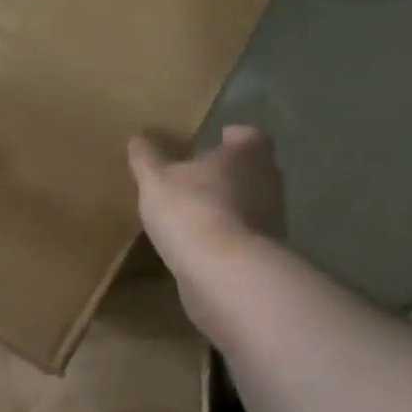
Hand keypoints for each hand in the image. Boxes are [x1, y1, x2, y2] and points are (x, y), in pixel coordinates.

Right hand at [127, 126, 283, 282]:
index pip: (249, 136)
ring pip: (250, 204)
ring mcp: (272, 222)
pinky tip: (199, 243)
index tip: (217, 139)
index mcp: (246, 155)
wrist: (226, 275)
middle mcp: (268, 183)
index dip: (233, 137)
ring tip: (194, 211)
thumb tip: (139, 138)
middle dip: (229, 172)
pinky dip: (226, 236)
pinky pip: (243, 237)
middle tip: (198, 174)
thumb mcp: (155, 179)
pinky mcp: (265, 256)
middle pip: (252, 170)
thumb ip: (147, 157)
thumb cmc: (192, 210)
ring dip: (228, 206)